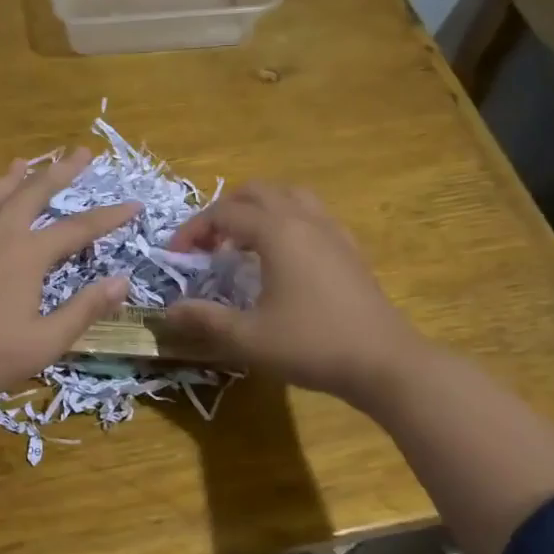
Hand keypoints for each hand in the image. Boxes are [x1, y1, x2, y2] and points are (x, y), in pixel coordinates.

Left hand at [0, 153, 135, 403]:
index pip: (78, 229)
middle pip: (32, 193)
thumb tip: (122, 282)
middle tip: (80, 152)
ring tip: (24, 162)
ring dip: (11, 177)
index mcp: (28, 255)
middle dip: (59, 172)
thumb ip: (84, 310)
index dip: (108, 216)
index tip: (134, 204)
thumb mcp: (45, 341)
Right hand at [161, 182, 418, 409]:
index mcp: (277, 232)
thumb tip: (169, 311)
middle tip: (207, 244)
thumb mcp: (248, 337)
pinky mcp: (350, 248)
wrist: (383, 362)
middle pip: (257, 192)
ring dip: (258, 210)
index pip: (224, 213)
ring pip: (288, 196)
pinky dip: (286, 221)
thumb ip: (205, 319)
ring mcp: (333, 231)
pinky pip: (312, 214)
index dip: (193, 230)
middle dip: (224, 211)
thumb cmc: (311, 345)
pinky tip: (283, 256)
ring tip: (242, 243)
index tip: (175, 257)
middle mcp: (305, 219)